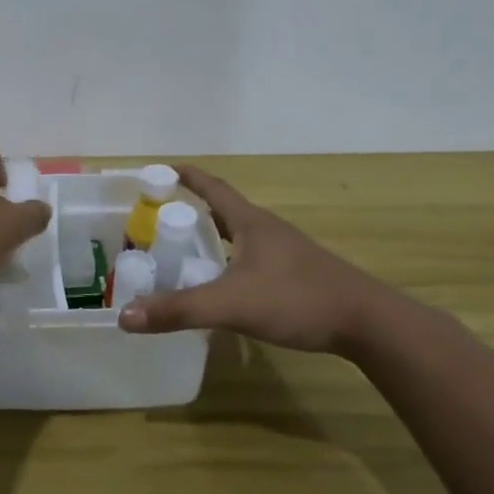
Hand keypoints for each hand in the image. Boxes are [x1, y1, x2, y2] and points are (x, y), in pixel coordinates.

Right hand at [116, 165, 403, 355]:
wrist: (368, 323)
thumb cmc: (297, 299)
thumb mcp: (231, 304)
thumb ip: (179, 310)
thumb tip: (124, 316)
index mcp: (251, 222)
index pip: (212, 188)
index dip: (186, 176)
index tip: (160, 170)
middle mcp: (267, 230)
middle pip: (224, 210)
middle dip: (192, 209)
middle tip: (159, 219)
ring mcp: (285, 252)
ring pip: (239, 235)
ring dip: (212, 236)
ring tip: (184, 250)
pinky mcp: (295, 274)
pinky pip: (251, 257)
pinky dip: (229, 260)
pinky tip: (223, 283)